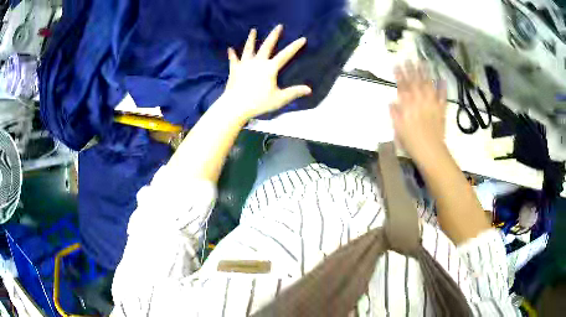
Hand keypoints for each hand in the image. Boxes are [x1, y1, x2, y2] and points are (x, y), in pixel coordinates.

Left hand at [221, 25, 311, 119]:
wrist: (235, 105)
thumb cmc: (258, 103)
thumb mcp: (279, 99)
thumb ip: (294, 92)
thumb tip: (309, 90)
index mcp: (270, 68)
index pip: (285, 55)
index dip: (295, 46)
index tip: (302, 38)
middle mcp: (258, 62)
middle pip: (267, 45)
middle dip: (274, 35)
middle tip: (278, 26)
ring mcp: (245, 64)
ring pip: (249, 48)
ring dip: (251, 38)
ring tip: (253, 30)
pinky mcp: (234, 69)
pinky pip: (233, 59)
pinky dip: (232, 54)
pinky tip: (230, 49)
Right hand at [390, 61, 447, 162]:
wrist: (430, 151)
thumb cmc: (412, 142)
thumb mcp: (398, 129)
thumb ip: (395, 114)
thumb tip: (391, 102)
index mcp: (408, 105)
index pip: (402, 86)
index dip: (399, 74)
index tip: (396, 63)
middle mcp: (420, 101)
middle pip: (415, 81)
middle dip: (411, 69)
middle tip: (408, 58)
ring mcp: (432, 104)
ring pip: (428, 84)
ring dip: (425, 73)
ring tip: (423, 62)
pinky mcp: (441, 110)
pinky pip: (443, 96)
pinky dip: (443, 87)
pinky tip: (442, 78)